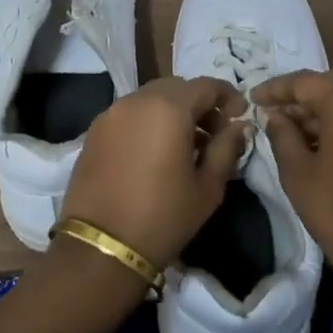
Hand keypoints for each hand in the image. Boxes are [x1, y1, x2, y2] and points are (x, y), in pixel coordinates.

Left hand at [61, 76, 247, 267]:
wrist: (102, 247)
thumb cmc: (164, 216)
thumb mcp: (207, 186)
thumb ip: (227, 148)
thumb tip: (239, 126)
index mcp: (168, 108)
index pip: (206, 85)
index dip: (228, 97)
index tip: (239, 117)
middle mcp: (136, 101)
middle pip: (176, 88)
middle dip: (199, 104)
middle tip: (213, 134)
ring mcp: (110, 114)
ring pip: (150, 99)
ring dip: (172, 112)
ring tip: (185, 146)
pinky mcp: (93, 132)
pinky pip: (129, 114)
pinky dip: (148, 122)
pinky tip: (155, 153)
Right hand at [251, 70, 332, 286]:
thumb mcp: (297, 171)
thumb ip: (282, 134)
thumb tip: (274, 115)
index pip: (307, 81)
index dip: (276, 88)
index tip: (252, 99)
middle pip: (331, 86)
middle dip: (299, 96)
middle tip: (270, 112)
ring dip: (319, 110)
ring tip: (287, 128)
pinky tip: (314, 142)